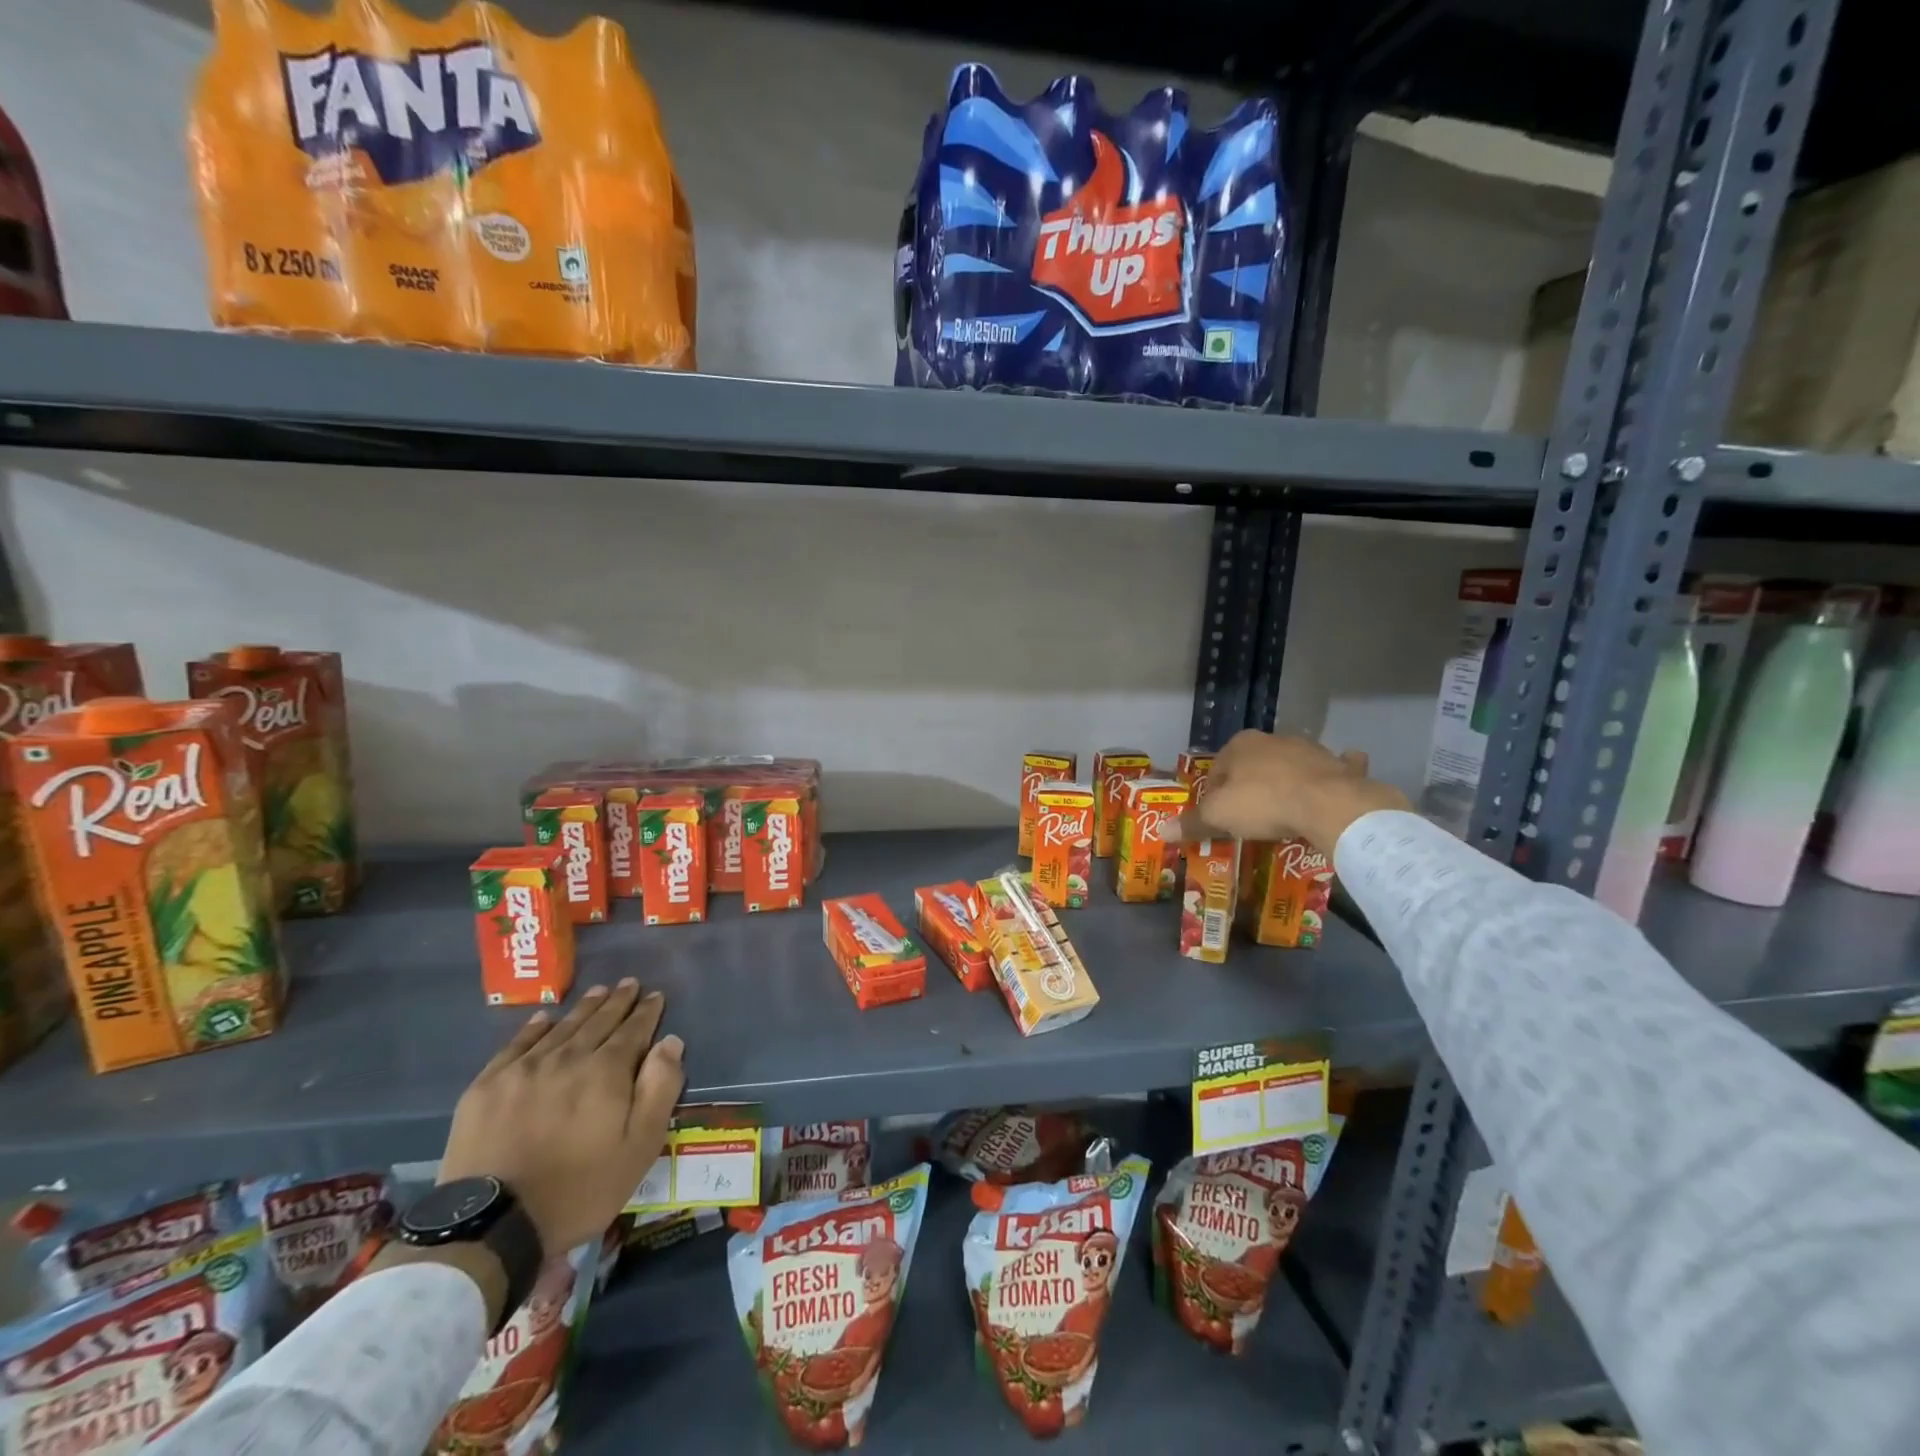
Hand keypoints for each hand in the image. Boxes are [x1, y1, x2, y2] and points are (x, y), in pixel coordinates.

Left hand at [438, 979, 684, 1255]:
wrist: (492, 1226)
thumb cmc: (579, 1189)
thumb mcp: (639, 1148)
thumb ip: (660, 1090)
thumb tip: (670, 1042)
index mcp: (607, 1072)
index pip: (633, 1030)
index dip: (647, 1011)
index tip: (655, 995)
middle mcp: (568, 1058)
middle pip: (598, 1021)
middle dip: (618, 1001)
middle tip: (629, 983)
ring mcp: (524, 1070)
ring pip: (562, 1027)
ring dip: (584, 1008)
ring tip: (598, 991)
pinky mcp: (487, 1087)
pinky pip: (517, 1045)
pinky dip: (535, 1028)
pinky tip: (545, 1018)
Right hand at [1171, 731, 1409, 855]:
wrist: (1327, 804)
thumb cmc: (1262, 803)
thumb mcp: (1218, 816)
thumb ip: (1192, 822)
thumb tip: (1161, 830)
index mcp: (1239, 745)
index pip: (1217, 770)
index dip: (1214, 796)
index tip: (1219, 818)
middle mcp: (1272, 739)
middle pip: (1253, 766)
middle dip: (1249, 786)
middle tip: (1250, 818)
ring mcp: (1309, 749)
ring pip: (1290, 766)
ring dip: (1285, 782)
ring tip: (1284, 813)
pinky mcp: (1339, 765)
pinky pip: (1334, 770)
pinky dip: (1332, 776)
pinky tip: (1330, 793)